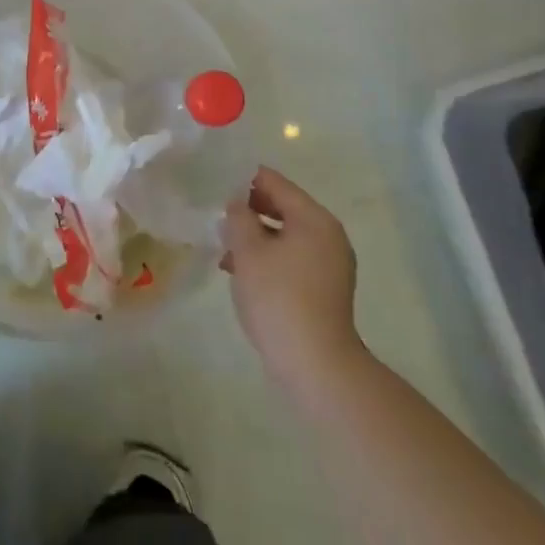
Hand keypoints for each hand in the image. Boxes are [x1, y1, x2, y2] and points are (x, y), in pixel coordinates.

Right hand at [221, 166, 366, 392]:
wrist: (316, 365)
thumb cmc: (278, 297)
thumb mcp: (248, 251)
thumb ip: (238, 217)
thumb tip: (236, 203)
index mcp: (314, 218)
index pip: (274, 182)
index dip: (243, 179)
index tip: (214, 182)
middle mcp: (328, 235)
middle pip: (282, 207)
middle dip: (248, 210)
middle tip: (216, 215)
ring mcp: (330, 263)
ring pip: (285, 235)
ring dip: (255, 237)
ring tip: (223, 248)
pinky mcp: (325, 288)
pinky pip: (292, 258)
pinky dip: (268, 258)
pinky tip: (240, 271)